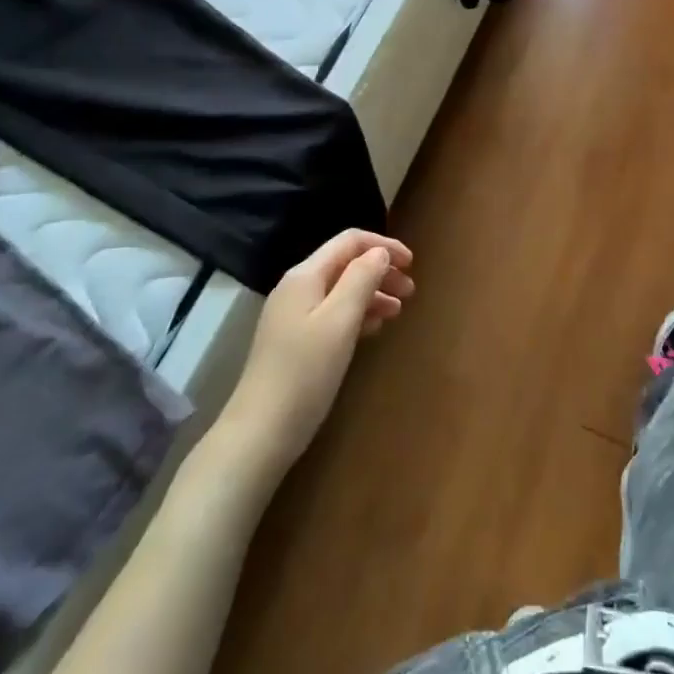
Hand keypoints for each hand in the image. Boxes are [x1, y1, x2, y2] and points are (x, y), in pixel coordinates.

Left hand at [220, 229, 414, 479]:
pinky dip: (358, 314)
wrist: (261, 432)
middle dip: (380, 271)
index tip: (412, 263)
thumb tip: (380, 253)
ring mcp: (293, 315)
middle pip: (345, 264)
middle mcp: (297, 288)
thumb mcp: (339, 321)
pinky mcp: (295, 341)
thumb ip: (361, 280)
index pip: (349, 241)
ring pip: (341, 290)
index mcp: (305, 276)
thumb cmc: (305, 372)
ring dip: (372, 293)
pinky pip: (332, 313)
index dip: (383, 245)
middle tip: (411, 292)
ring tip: (399, 311)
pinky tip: (374, 329)